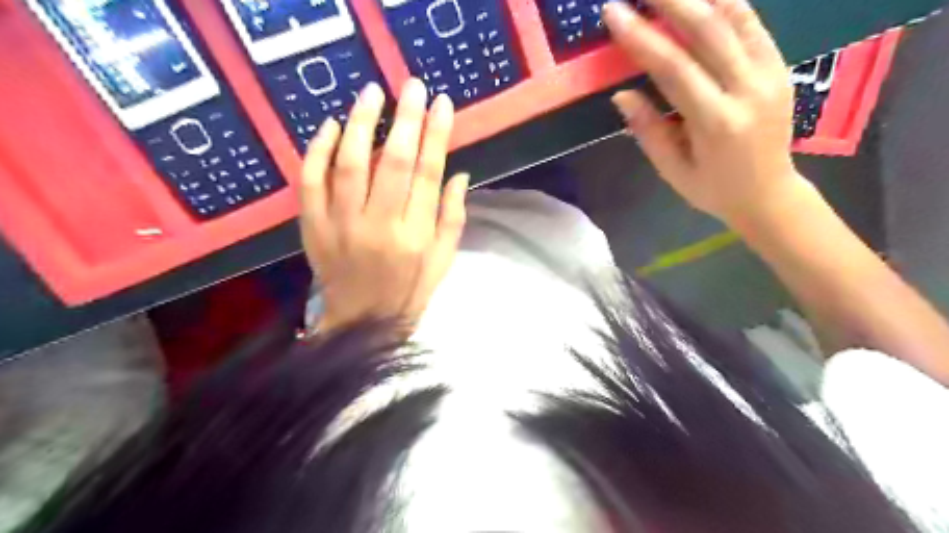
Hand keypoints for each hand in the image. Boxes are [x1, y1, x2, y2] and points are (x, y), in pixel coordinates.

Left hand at [297, 79, 467, 332]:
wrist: (362, 323)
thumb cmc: (409, 291)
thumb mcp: (443, 260)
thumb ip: (453, 217)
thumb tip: (459, 172)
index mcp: (416, 235)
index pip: (429, 174)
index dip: (436, 135)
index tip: (442, 103)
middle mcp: (380, 226)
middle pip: (394, 162)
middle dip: (405, 119)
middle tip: (411, 86)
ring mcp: (342, 225)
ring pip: (350, 164)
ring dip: (361, 124)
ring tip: (371, 94)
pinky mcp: (313, 227)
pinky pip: (311, 182)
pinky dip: (318, 150)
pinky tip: (330, 126)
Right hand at [604, 1, 802, 221]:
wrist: (769, 195)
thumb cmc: (713, 189)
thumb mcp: (673, 170)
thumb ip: (649, 130)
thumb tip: (622, 94)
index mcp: (716, 122)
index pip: (674, 69)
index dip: (641, 38)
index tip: (614, 12)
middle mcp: (748, 90)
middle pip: (708, 30)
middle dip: (671, 0)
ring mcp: (771, 74)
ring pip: (735, 18)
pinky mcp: (781, 67)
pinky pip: (753, 25)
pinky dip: (728, 3)